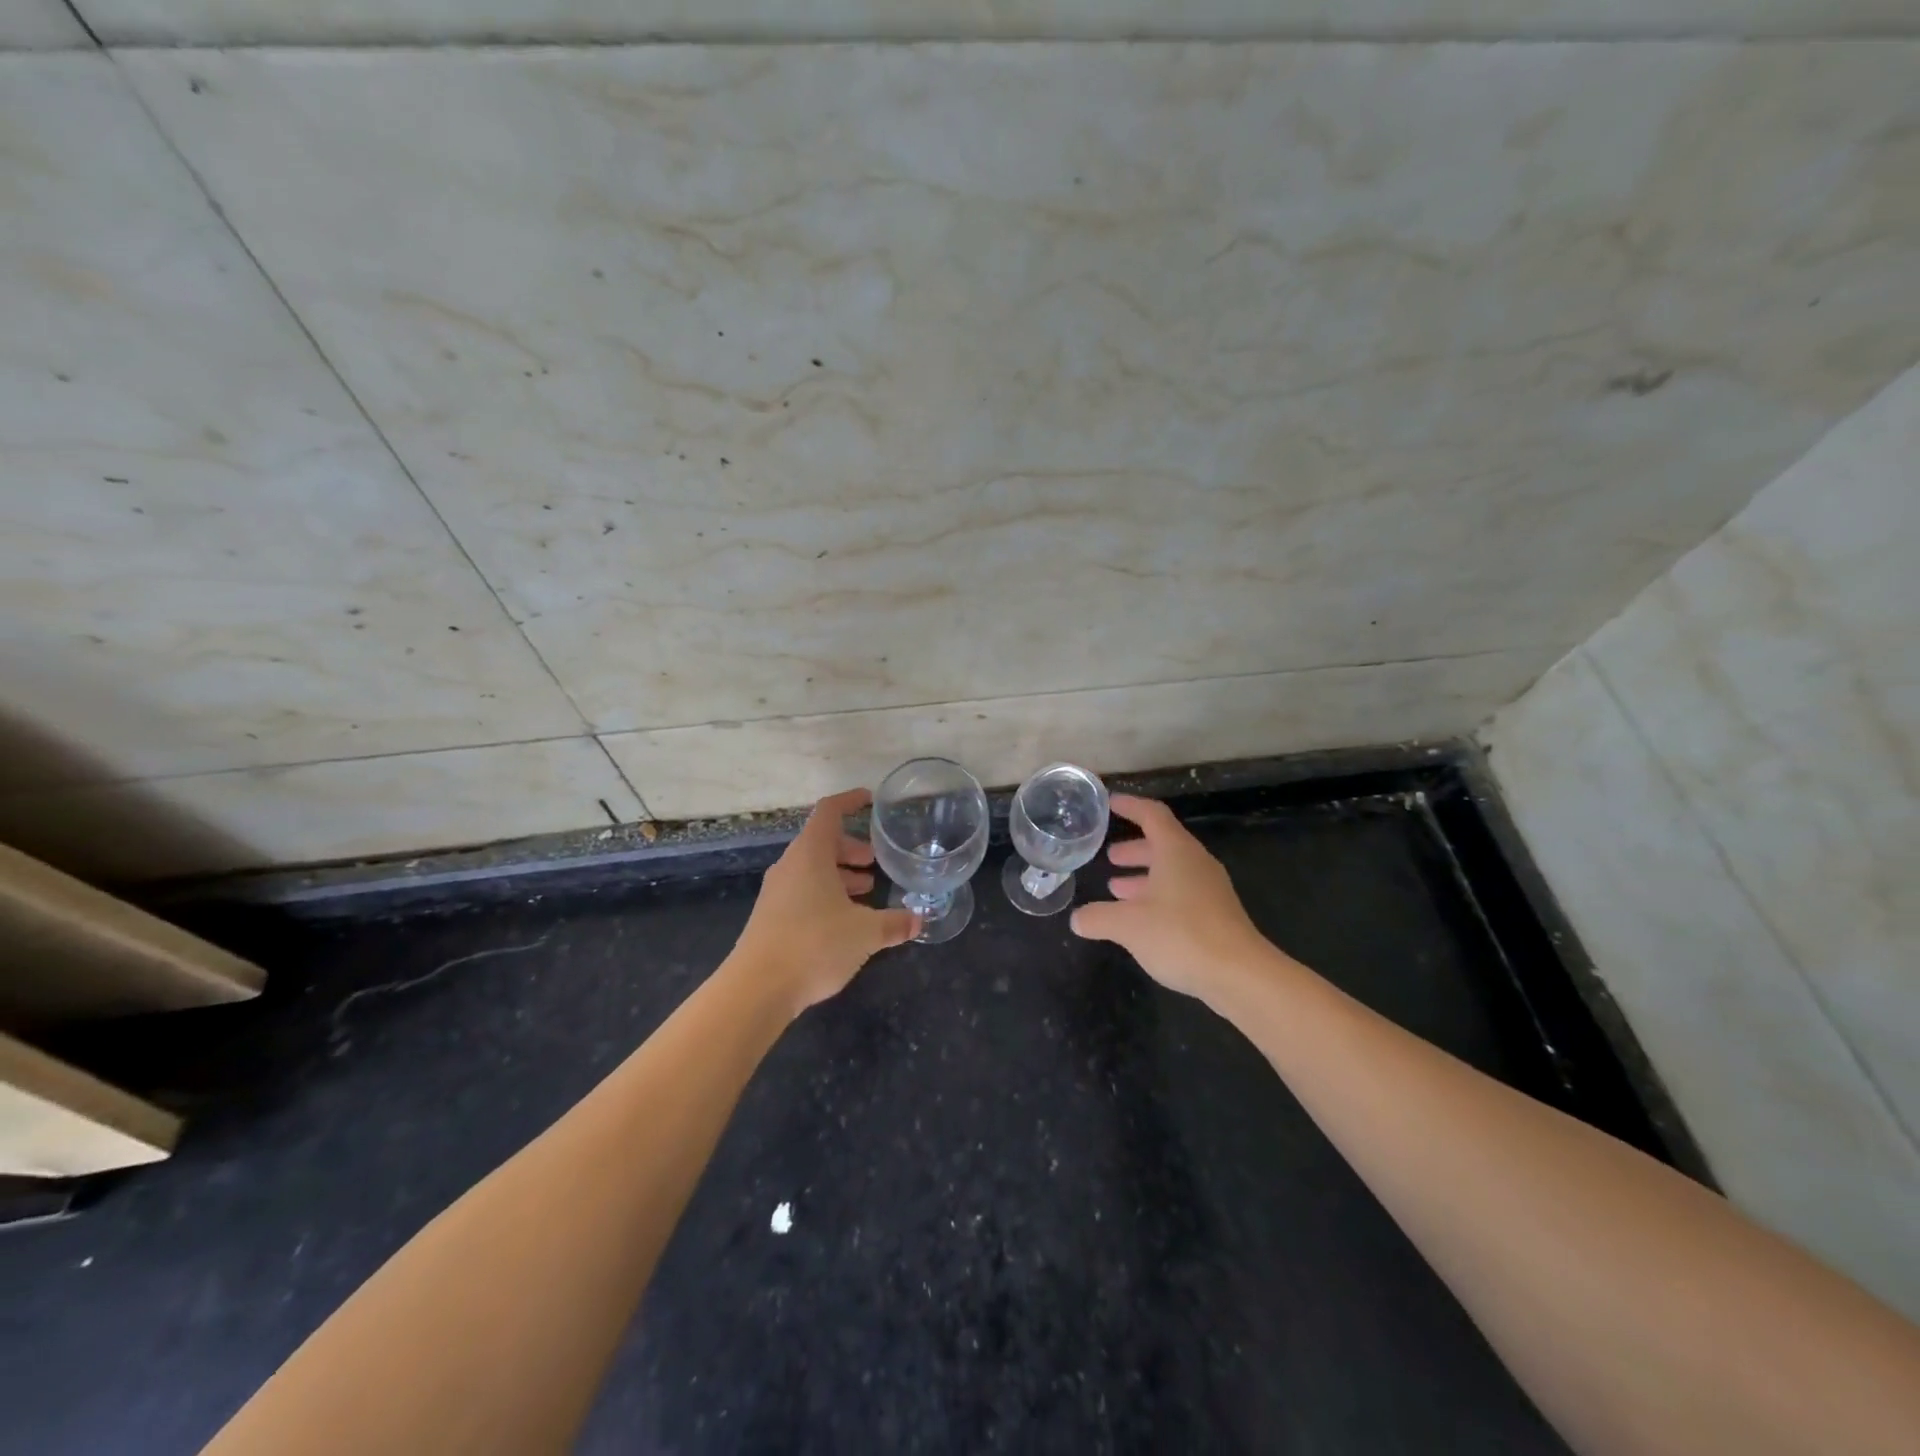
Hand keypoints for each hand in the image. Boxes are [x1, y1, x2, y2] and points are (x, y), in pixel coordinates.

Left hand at [733, 788, 919, 1015]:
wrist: (757, 988)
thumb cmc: (815, 944)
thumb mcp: (865, 933)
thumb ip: (894, 923)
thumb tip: (918, 921)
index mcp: (811, 854)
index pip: (829, 811)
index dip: (850, 801)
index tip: (871, 800)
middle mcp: (790, 866)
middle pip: (822, 842)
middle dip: (851, 849)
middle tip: (875, 863)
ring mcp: (777, 892)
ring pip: (812, 870)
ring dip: (839, 875)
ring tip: (866, 892)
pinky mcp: (771, 918)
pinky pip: (803, 892)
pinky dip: (826, 895)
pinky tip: (845, 921)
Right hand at [1070, 794, 1276, 1001]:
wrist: (1240, 975)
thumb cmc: (1181, 935)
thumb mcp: (1128, 925)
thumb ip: (1098, 918)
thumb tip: (1077, 919)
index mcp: (1176, 851)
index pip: (1152, 815)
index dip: (1130, 806)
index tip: (1110, 803)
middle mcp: (1195, 863)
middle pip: (1163, 844)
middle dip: (1134, 849)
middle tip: (1110, 857)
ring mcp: (1210, 889)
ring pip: (1172, 871)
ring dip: (1144, 876)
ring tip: (1116, 889)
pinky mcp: (1216, 915)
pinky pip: (1181, 894)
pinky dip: (1157, 897)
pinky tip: (1140, 921)